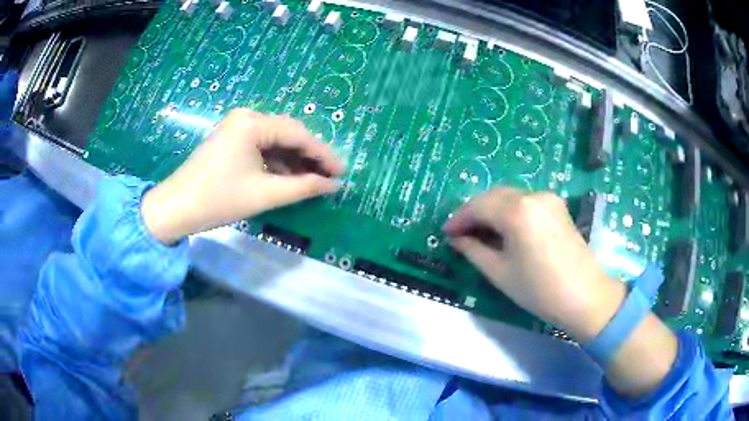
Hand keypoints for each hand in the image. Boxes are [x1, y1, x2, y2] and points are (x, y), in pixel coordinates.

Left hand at [141, 109, 344, 243]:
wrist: (176, 208)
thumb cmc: (218, 199)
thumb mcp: (265, 194)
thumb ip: (303, 187)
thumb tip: (333, 185)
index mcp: (253, 123)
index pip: (298, 134)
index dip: (323, 154)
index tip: (343, 173)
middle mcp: (246, 117)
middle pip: (288, 134)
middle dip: (310, 157)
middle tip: (331, 177)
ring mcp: (237, 127)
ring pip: (275, 141)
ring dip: (294, 161)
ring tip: (314, 180)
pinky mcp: (231, 139)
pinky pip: (262, 147)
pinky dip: (277, 163)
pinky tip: (289, 178)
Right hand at [442, 188, 625, 341]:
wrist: (585, 296)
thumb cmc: (539, 290)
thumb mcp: (500, 273)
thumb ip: (474, 250)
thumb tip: (456, 238)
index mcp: (517, 210)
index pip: (478, 206)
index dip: (458, 219)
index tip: (445, 233)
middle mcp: (533, 195)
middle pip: (494, 196)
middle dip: (474, 212)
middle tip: (460, 233)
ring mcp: (548, 198)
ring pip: (509, 196)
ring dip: (491, 210)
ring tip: (479, 232)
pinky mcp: (557, 206)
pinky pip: (525, 202)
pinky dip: (509, 211)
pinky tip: (504, 229)